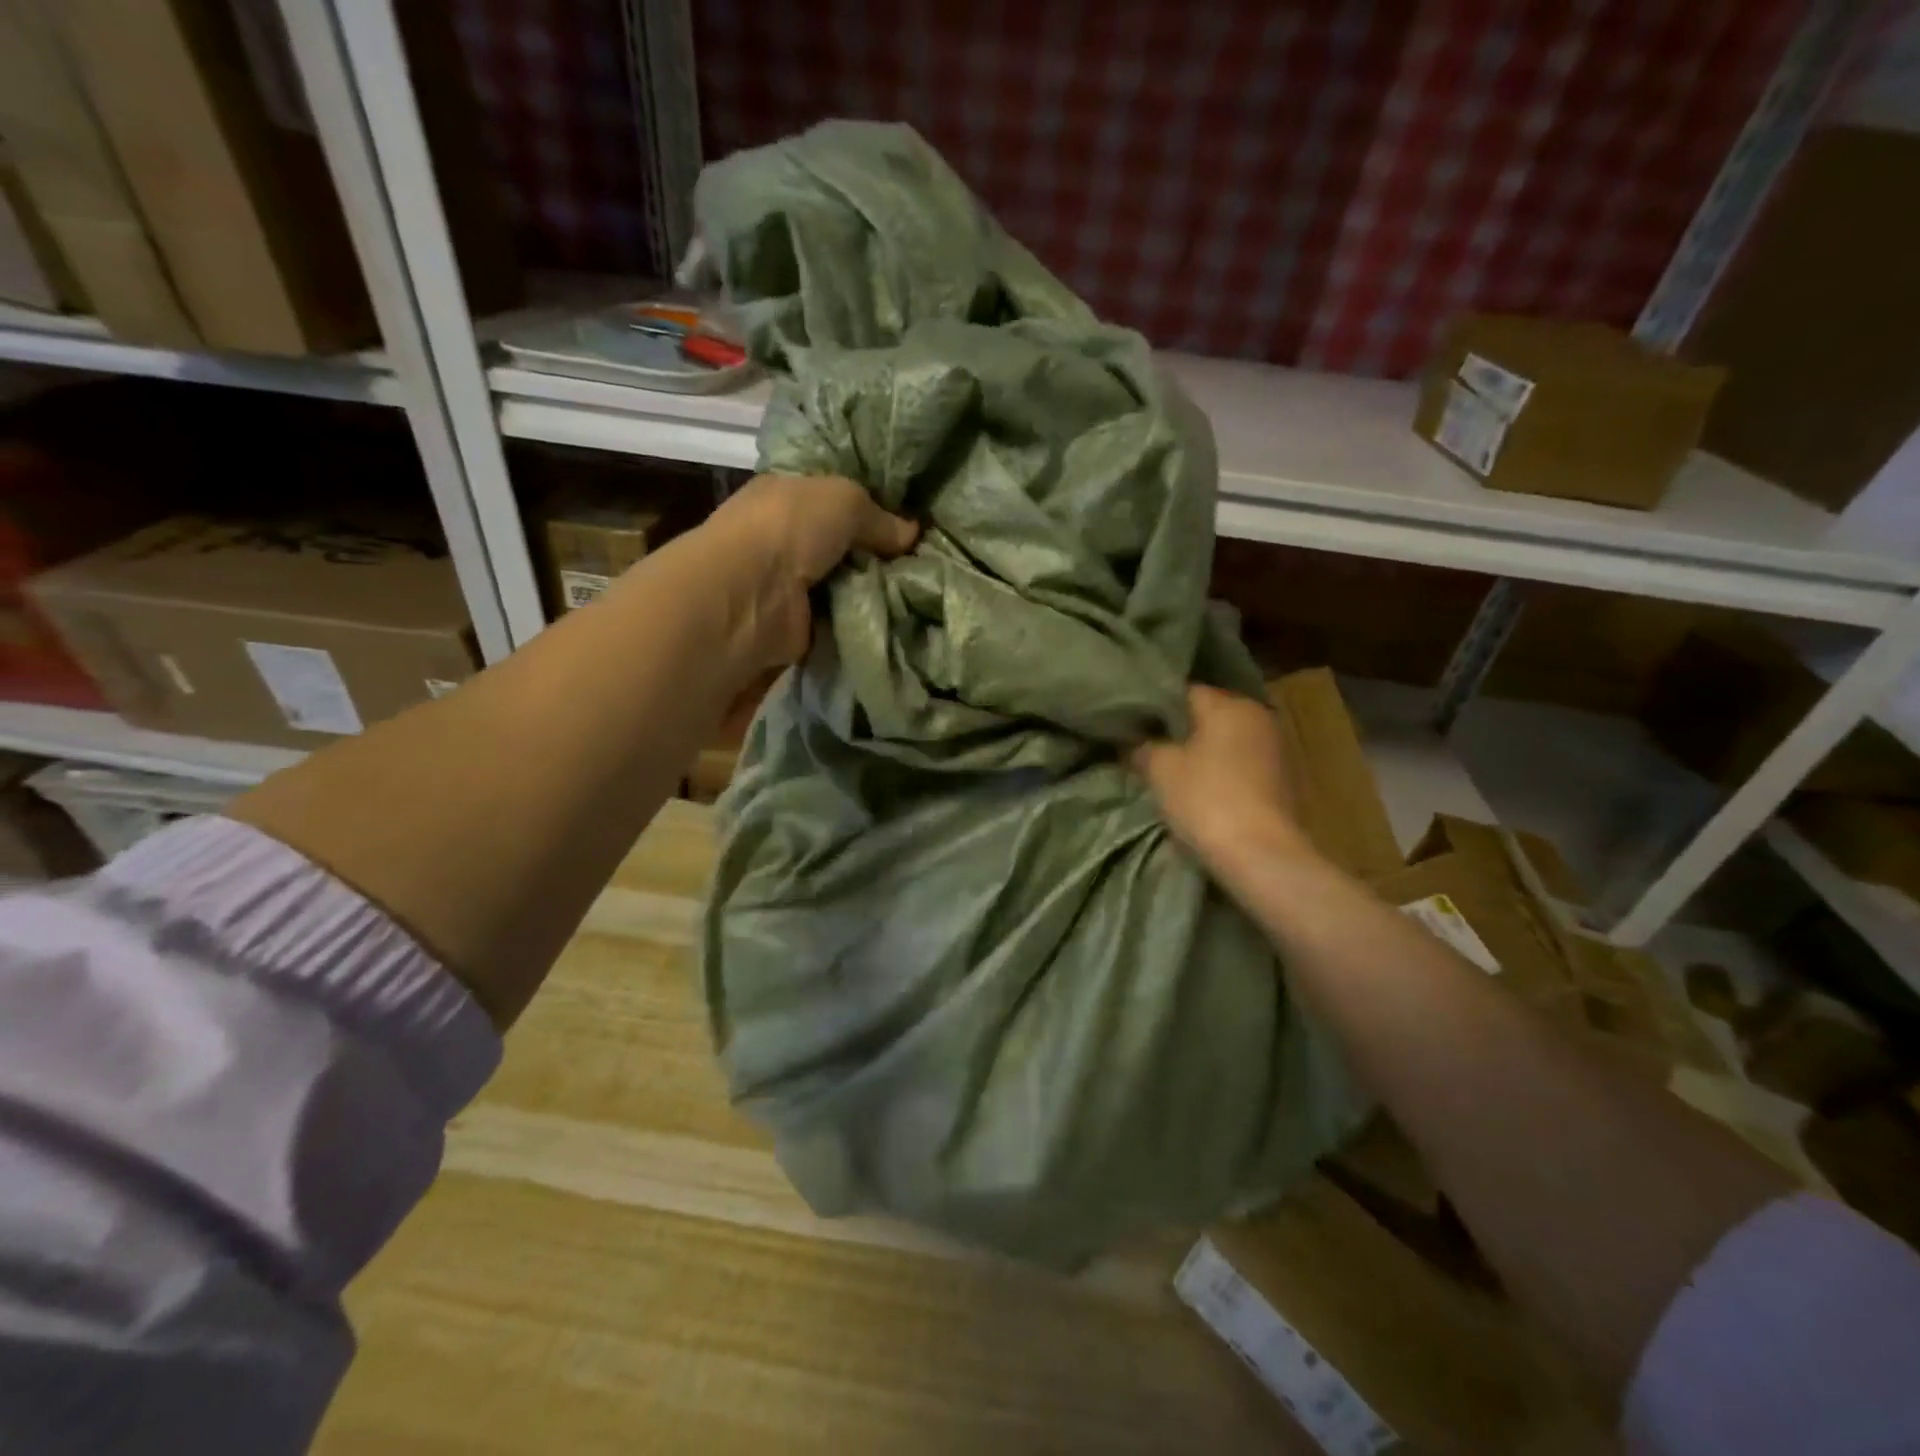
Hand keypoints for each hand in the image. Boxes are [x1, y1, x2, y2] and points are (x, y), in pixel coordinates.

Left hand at [704, 472, 917, 668]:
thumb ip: (880, 516)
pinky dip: (863, 620)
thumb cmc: (790, 529)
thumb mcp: (845, 501)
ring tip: (919, 591)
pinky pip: (842, 618)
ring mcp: (791, 584)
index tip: (909, 520)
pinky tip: (896, 617)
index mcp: (786, 496)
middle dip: (878, 553)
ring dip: (875, 589)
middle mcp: (786, 539)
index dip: (870, 506)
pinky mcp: (800, 624)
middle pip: (844, 544)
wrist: (753, 595)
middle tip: (924, 561)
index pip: (833, 499)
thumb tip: (912, 533)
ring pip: (847, 583)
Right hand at [1130, 685, 1318, 876]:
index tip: (1133, 727)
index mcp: (1229, 704)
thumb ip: (1143, 747)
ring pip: (1225, 741)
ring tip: (1171, 772)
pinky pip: (1240, 765)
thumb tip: (1132, 741)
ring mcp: (1274, 749)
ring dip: (1201, 753)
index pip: (1183, 692)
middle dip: (1179, 731)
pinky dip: (1220, 772)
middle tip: (1148, 749)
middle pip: (1208, 715)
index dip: (1154, 708)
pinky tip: (1200, 790)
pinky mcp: (1281, 780)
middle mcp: (1257, 716)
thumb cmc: (1205, 799)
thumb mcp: (1159, 768)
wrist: (1260, 855)